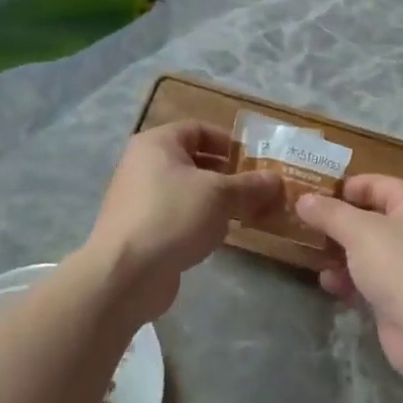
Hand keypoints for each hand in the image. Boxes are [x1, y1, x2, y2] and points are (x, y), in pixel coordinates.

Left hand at [81, 122, 281, 321]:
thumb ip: (250, 185)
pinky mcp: (142, 230)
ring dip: (216, 200)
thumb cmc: (174, 216)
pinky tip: (219, 236)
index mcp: (157, 144)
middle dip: (227, 174)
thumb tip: (276, 180)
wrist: (126, 273)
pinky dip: (199, 221)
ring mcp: (139, 200)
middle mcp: (143, 166)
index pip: (198, 129)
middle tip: (257, 188)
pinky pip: (178, 216)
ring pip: (187, 191)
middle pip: (193, 161)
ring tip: (246, 213)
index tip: (255, 160)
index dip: (229, 141)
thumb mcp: (220, 195)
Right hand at [295, 175, 402, 386]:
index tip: (309, 195)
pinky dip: (349, 278)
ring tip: (308, 252)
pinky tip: (327, 282)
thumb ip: (329, 213)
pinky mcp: (401, 293)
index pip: (375, 183)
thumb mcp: (358, 231)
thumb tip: (304, 199)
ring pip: (367, 249)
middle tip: (301, 223)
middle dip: (336, 222)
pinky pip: (369, 277)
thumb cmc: (398, 265)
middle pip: (370, 217)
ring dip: (339, 252)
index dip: (342, 188)